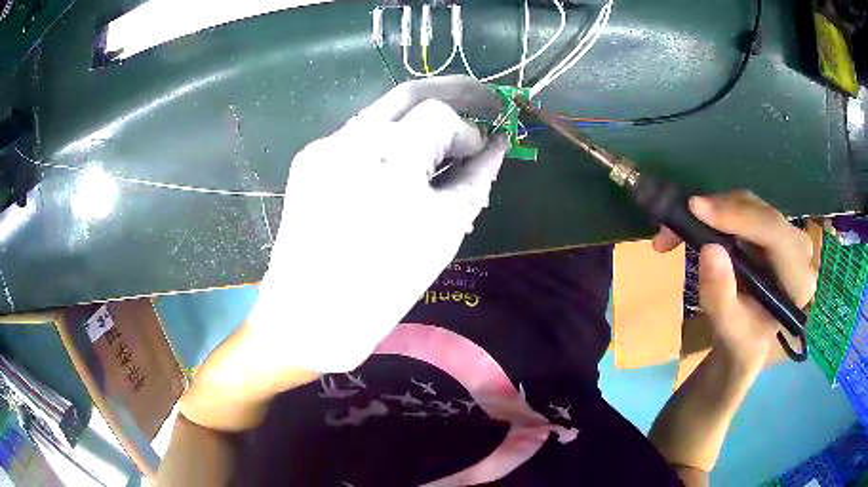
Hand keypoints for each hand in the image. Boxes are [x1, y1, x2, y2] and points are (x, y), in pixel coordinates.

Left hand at [247, 76, 508, 372]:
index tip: (482, 150)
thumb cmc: (383, 284)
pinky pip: (359, 137)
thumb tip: (496, 146)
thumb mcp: (444, 231)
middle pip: (409, 93)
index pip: (440, 114)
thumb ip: (476, 179)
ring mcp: (324, 146)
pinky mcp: (308, 160)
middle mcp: (351, 139)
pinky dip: (389, 140)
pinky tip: (400, 162)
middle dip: (454, 91)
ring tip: (445, 136)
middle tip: (484, 100)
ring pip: (383, 112)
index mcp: (390, 158)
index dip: (469, 130)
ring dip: (420, 116)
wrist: (310, 314)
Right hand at [652, 191, 816, 362]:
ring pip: (750, 205)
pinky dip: (716, 212)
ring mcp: (787, 235)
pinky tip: (695, 225)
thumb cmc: (741, 341)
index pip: (774, 234)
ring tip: (675, 230)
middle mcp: (799, 250)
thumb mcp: (727, 330)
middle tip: (681, 218)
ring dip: (713, 211)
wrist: (747, 339)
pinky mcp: (771, 228)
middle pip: (761, 213)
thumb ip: (720, 297)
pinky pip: (744, 207)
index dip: (737, 217)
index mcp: (798, 281)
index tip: (695, 208)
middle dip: (720, 211)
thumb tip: (709, 249)